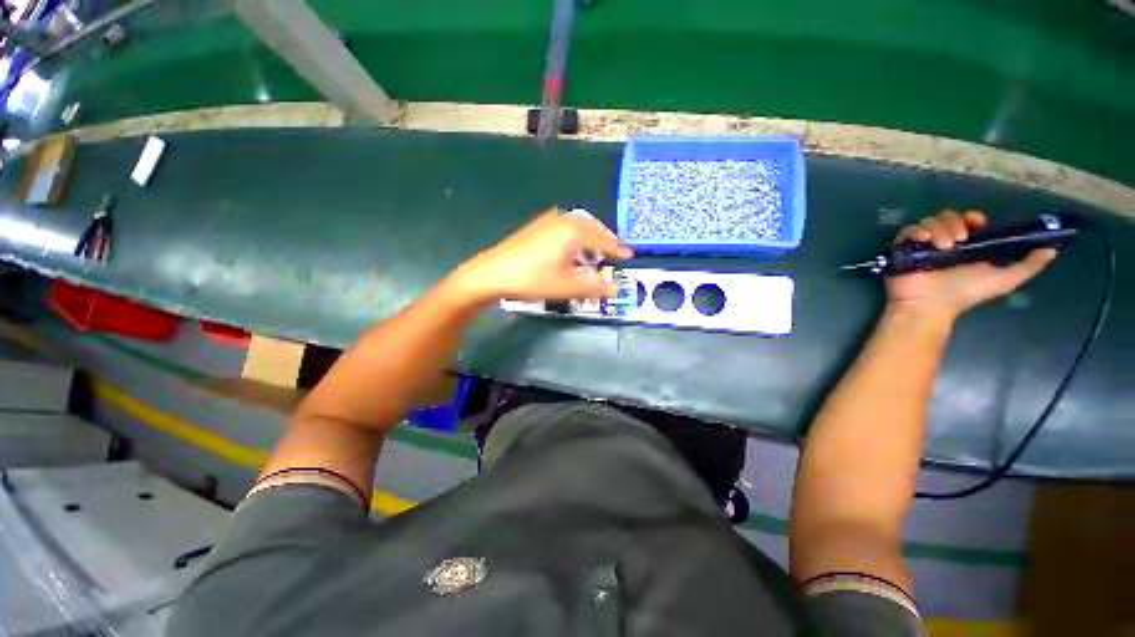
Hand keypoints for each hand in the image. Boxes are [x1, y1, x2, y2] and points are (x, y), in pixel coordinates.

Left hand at [451, 209, 633, 302]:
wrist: (492, 273)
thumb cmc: (533, 279)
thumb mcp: (567, 287)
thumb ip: (594, 288)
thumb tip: (616, 289)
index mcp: (574, 232)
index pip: (603, 239)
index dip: (617, 248)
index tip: (629, 255)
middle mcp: (563, 220)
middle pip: (592, 227)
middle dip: (605, 239)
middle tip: (613, 253)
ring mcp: (547, 221)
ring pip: (578, 225)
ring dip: (590, 236)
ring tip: (594, 251)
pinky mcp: (536, 226)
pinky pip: (565, 226)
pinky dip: (575, 235)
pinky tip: (570, 247)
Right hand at [886, 210, 1056, 319]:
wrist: (930, 305)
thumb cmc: (964, 293)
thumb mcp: (1004, 280)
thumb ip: (1028, 265)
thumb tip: (1052, 248)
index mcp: (965, 245)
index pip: (967, 220)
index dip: (971, 217)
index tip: (977, 223)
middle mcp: (943, 241)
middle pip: (947, 217)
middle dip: (954, 224)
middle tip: (958, 241)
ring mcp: (922, 245)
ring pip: (929, 222)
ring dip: (938, 230)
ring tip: (943, 247)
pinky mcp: (902, 249)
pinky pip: (908, 230)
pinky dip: (916, 232)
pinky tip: (924, 242)